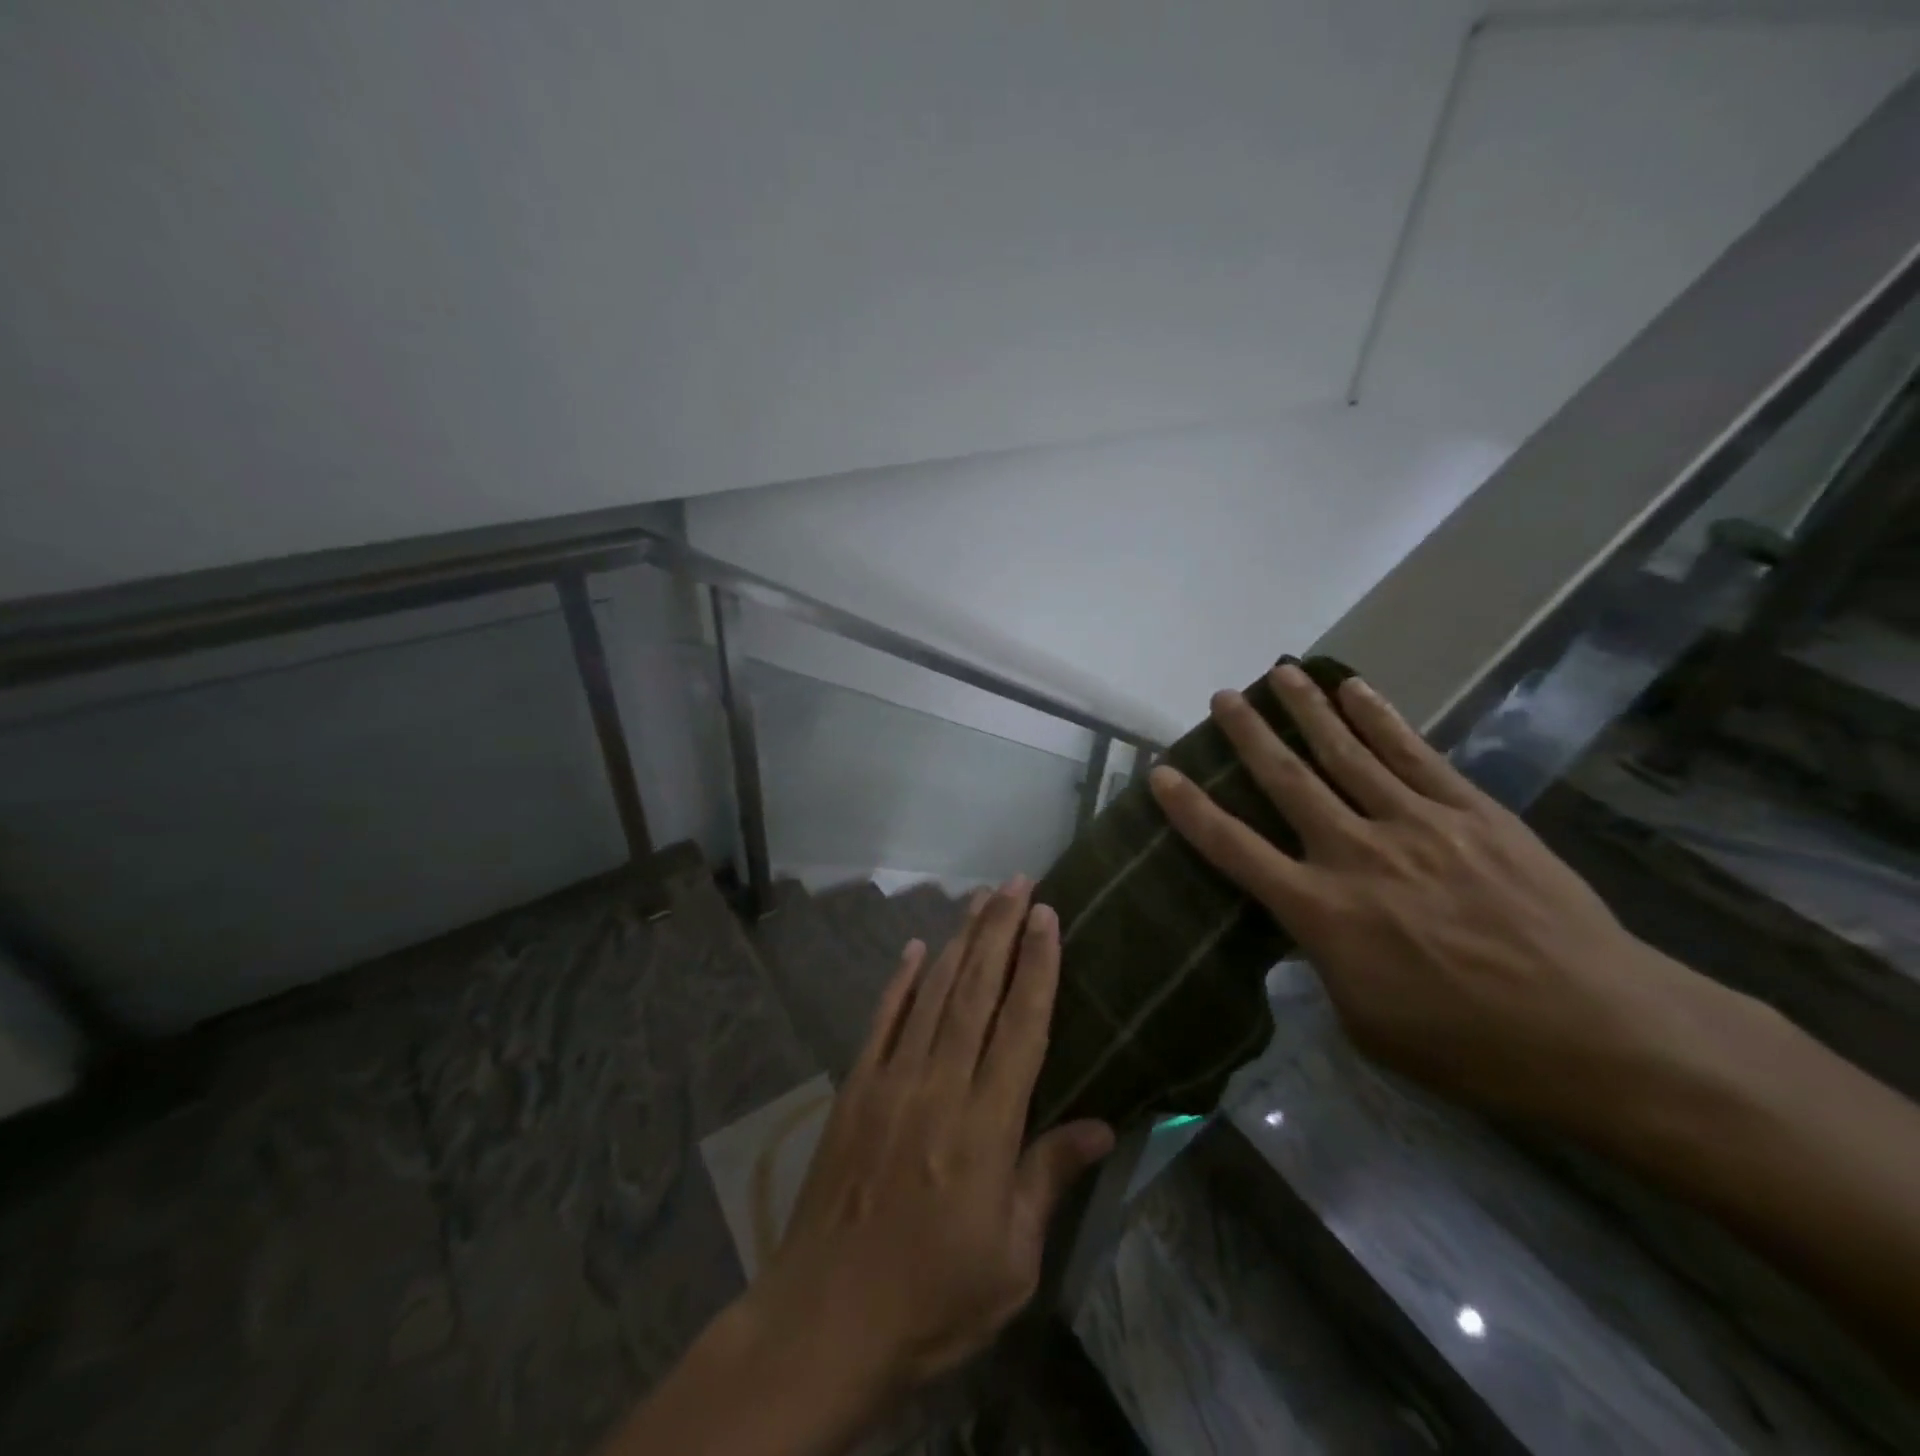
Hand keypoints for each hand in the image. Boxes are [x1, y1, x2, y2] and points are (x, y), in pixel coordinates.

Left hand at [741, 879, 1113, 1403]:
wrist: (824, 1321)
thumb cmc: (931, 1300)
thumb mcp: (1011, 1260)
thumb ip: (1049, 1178)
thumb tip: (1102, 1125)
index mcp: (985, 1127)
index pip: (1021, 1026)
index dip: (1037, 966)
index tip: (1048, 916)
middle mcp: (938, 1086)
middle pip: (975, 991)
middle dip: (1000, 930)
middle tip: (1016, 882)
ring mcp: (890, 1081)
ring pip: (931, 993)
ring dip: (958, 941)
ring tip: (979, 900)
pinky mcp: (854, 1088)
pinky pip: (881, 1020)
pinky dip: (899, 980)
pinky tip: (914, 948)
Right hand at [1148, 663, 1702, 1126]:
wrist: (1600, 1031)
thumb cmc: (1469, 1046)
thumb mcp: (1364, 1023)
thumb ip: (1324, 961)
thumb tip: (1311, 926)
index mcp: (1321, 912)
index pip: (1234, 848)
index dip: (1191, 809)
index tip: (1162, 772)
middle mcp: (1356, 853)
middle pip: (1287, 779)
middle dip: (1248, 735)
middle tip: (1222, 697)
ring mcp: (1416, 824)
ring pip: (1346, 752)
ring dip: (1307, 709)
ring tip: (1279, 673)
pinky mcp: (1471, 812)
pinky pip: (1412, 753)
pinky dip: (1379, 717)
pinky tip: (1355, 689)